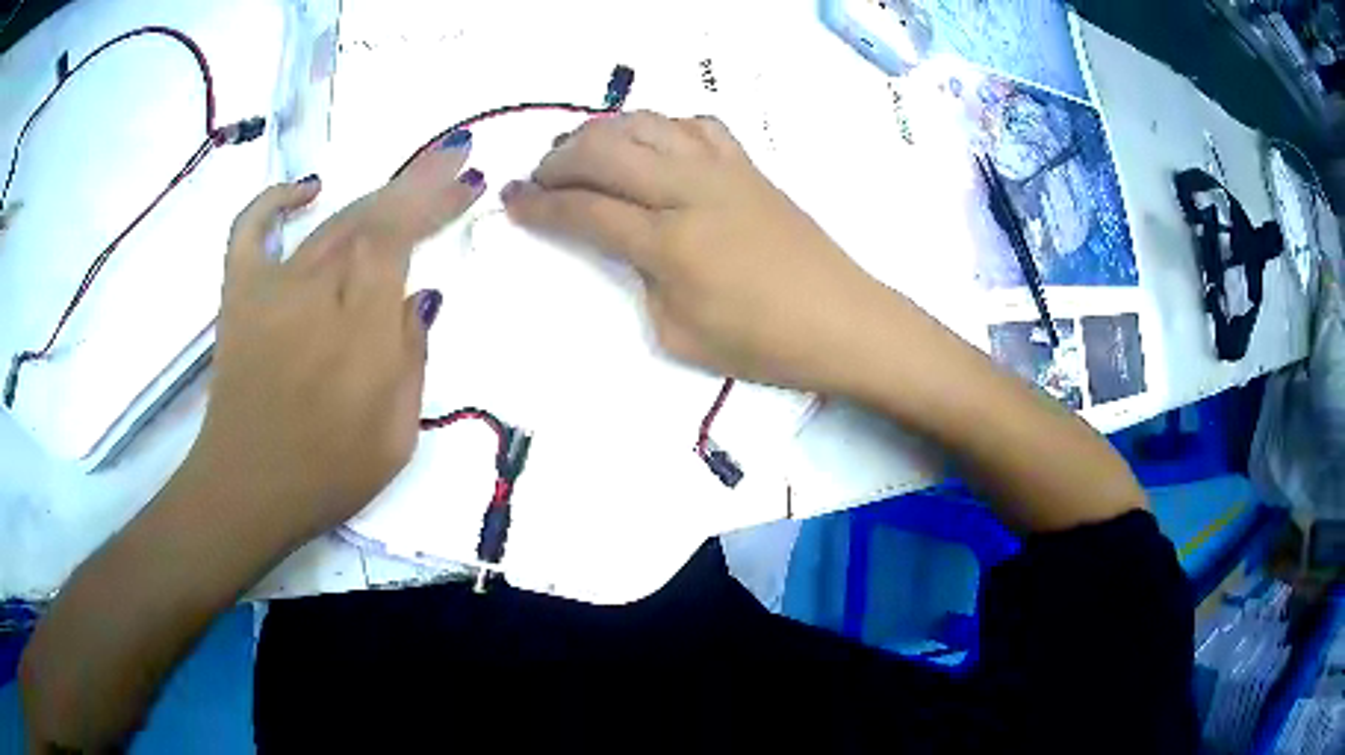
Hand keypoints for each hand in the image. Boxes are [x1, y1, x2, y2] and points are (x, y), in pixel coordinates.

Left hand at [189, 137, 485, 542]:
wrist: (245, 490)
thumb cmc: (327, 477)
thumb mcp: (396, 440)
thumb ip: (412, 361)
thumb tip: (422, 297)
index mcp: (360, 336)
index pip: (396, 242)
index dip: (432, 201)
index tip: (467, 178)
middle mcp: (315, 297)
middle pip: (369, 219)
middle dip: (417, 184)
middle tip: (453, 159)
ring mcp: (270, 290)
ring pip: (327, 224)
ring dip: (373, 195)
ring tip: (408, 180)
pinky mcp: (239, 294)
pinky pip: (251, 229)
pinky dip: (275, 200)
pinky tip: (307, 187)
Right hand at [502, 112, 889, 393]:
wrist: (843, 321)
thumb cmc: (763, 344)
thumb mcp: (679, 335)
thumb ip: (640, 281)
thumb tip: (624, 242)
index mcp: (669, 243)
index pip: (584, 210)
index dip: (538, 205)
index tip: (510, 202)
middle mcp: (690, 190)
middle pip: (605, 149)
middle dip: (559, 159)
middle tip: (541, 179)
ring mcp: (723, 170)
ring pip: (645, 124)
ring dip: (602, 133)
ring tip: (584, 155)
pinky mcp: (749, 165)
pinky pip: (694, 125)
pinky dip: (660, 127)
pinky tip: (651, 147)